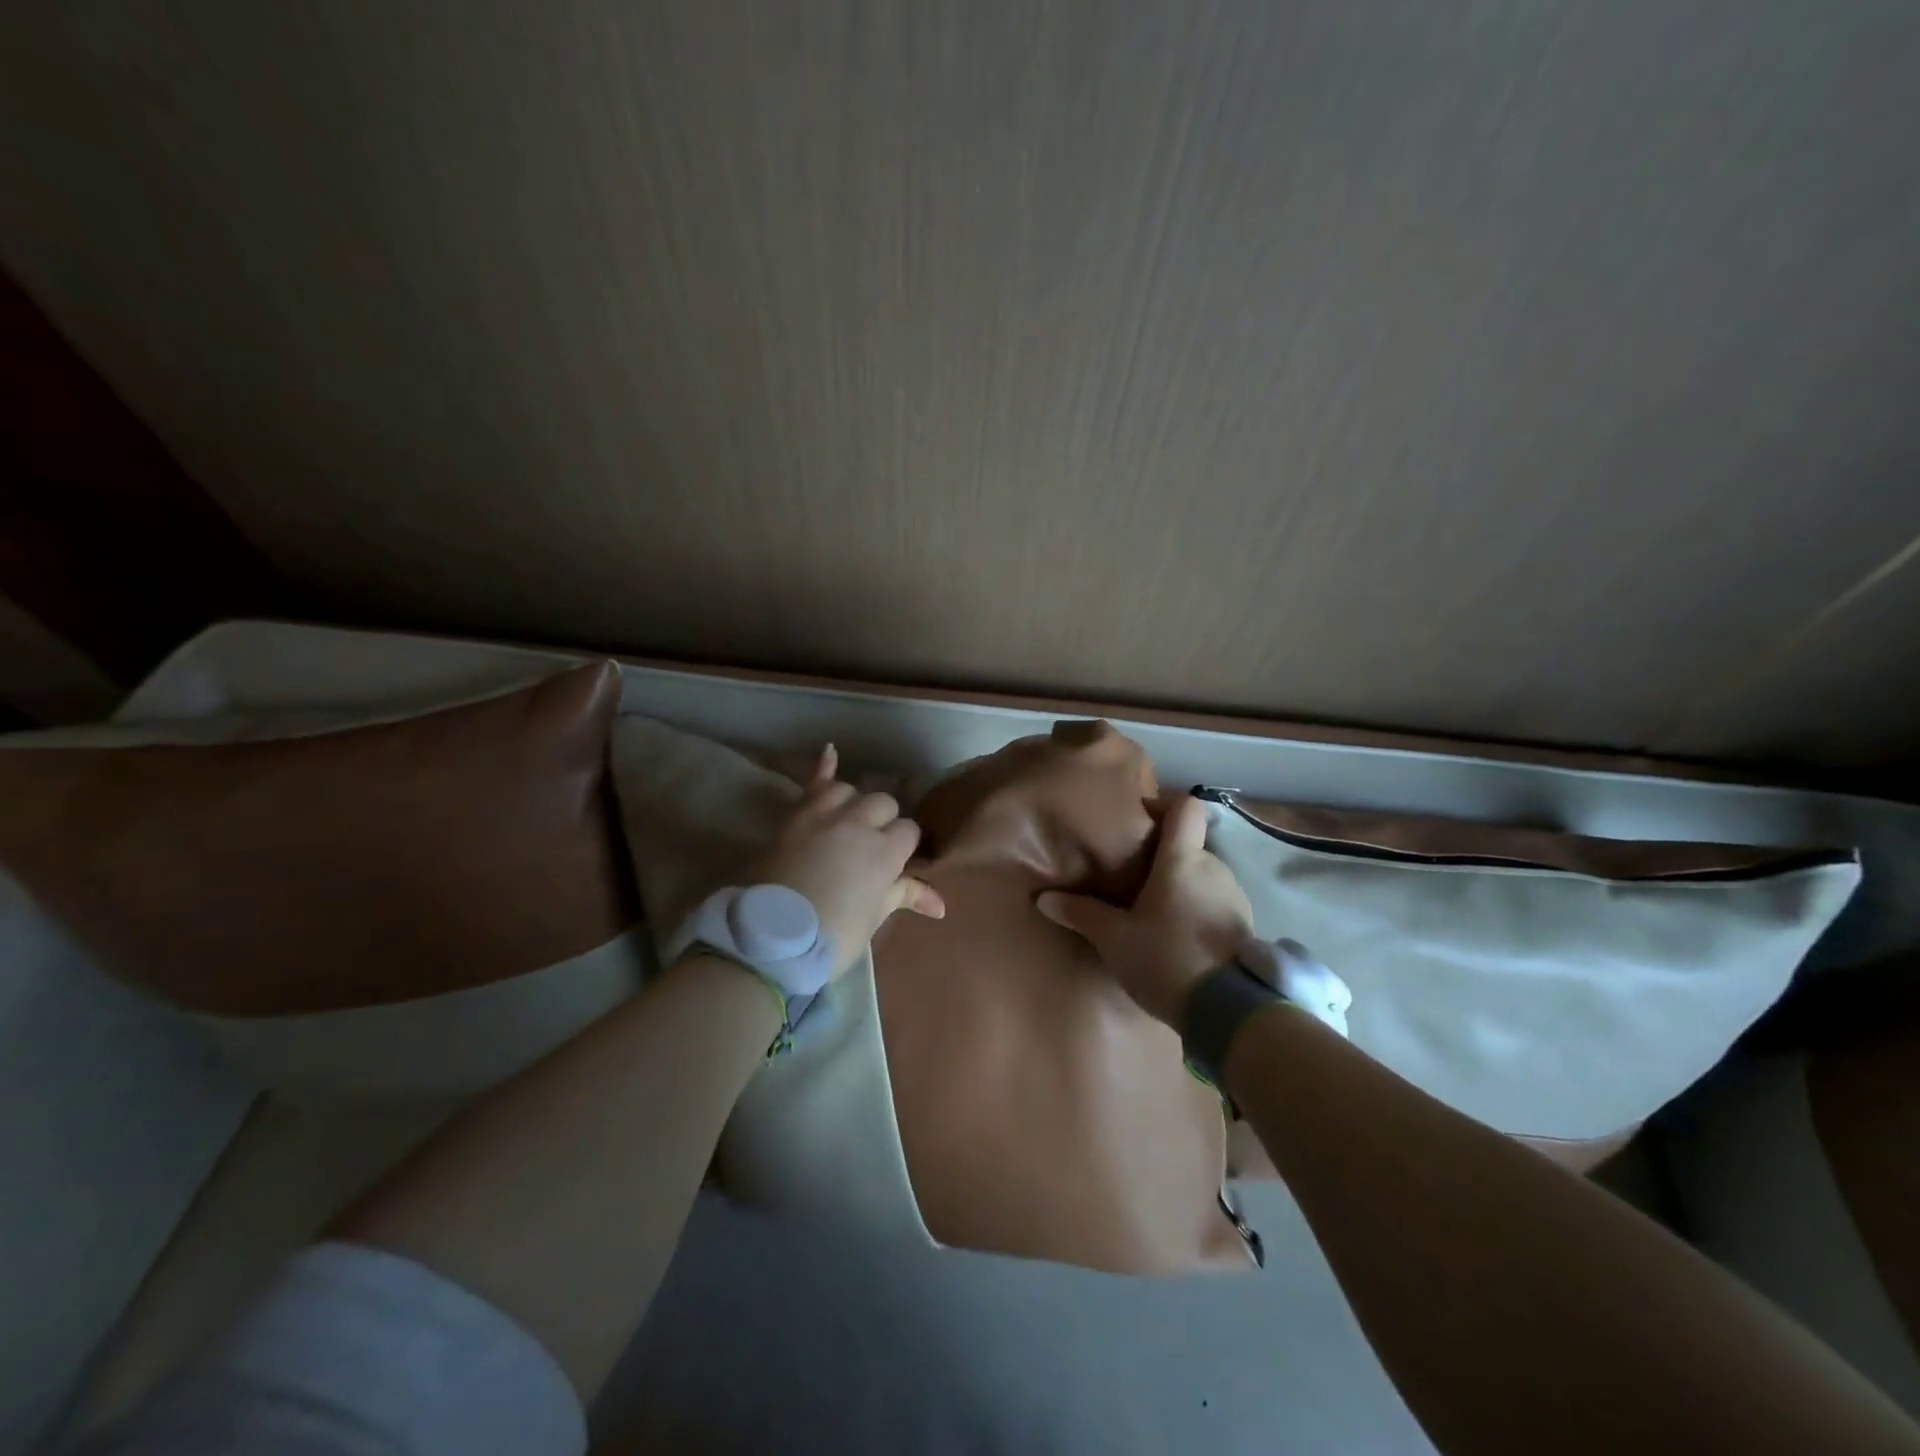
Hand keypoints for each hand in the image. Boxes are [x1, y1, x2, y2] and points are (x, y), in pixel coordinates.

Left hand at [752, 745, 945, 979]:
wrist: (770, 939)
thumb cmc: (832, 935)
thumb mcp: (873, 917)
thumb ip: (904, 896)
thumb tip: (941, 906)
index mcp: (884, 851)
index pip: (909, 831)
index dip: (904, 846)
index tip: (896, 864)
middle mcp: (858, 823)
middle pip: (883, 804)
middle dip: (883, 822)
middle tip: (871, 850)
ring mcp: (824, 815)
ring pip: (850, 791)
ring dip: (853, 803)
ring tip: (850, 821)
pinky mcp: (795, 816)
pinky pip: (812, 784)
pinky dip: (823, 766)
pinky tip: (830, 750)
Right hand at [1035, 792, 1252, 1025]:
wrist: (1229, 1013)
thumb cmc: (1167, 959)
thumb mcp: (1114, 939)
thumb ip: (1081, 914)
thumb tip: (1044, 898)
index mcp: (1182, 860)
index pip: (1185, 807)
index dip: (1163, 804)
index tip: (1138, 821)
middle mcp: (1214, 867)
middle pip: (1189, 844)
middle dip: (1163, 855)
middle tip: (1133, 877)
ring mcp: (1234, 896)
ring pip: (1203, 874)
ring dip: (1181, 884)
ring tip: (1153, 910)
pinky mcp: (1244, 926)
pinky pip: (1215, 901)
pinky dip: (1196, 907)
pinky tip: (1177, 935)